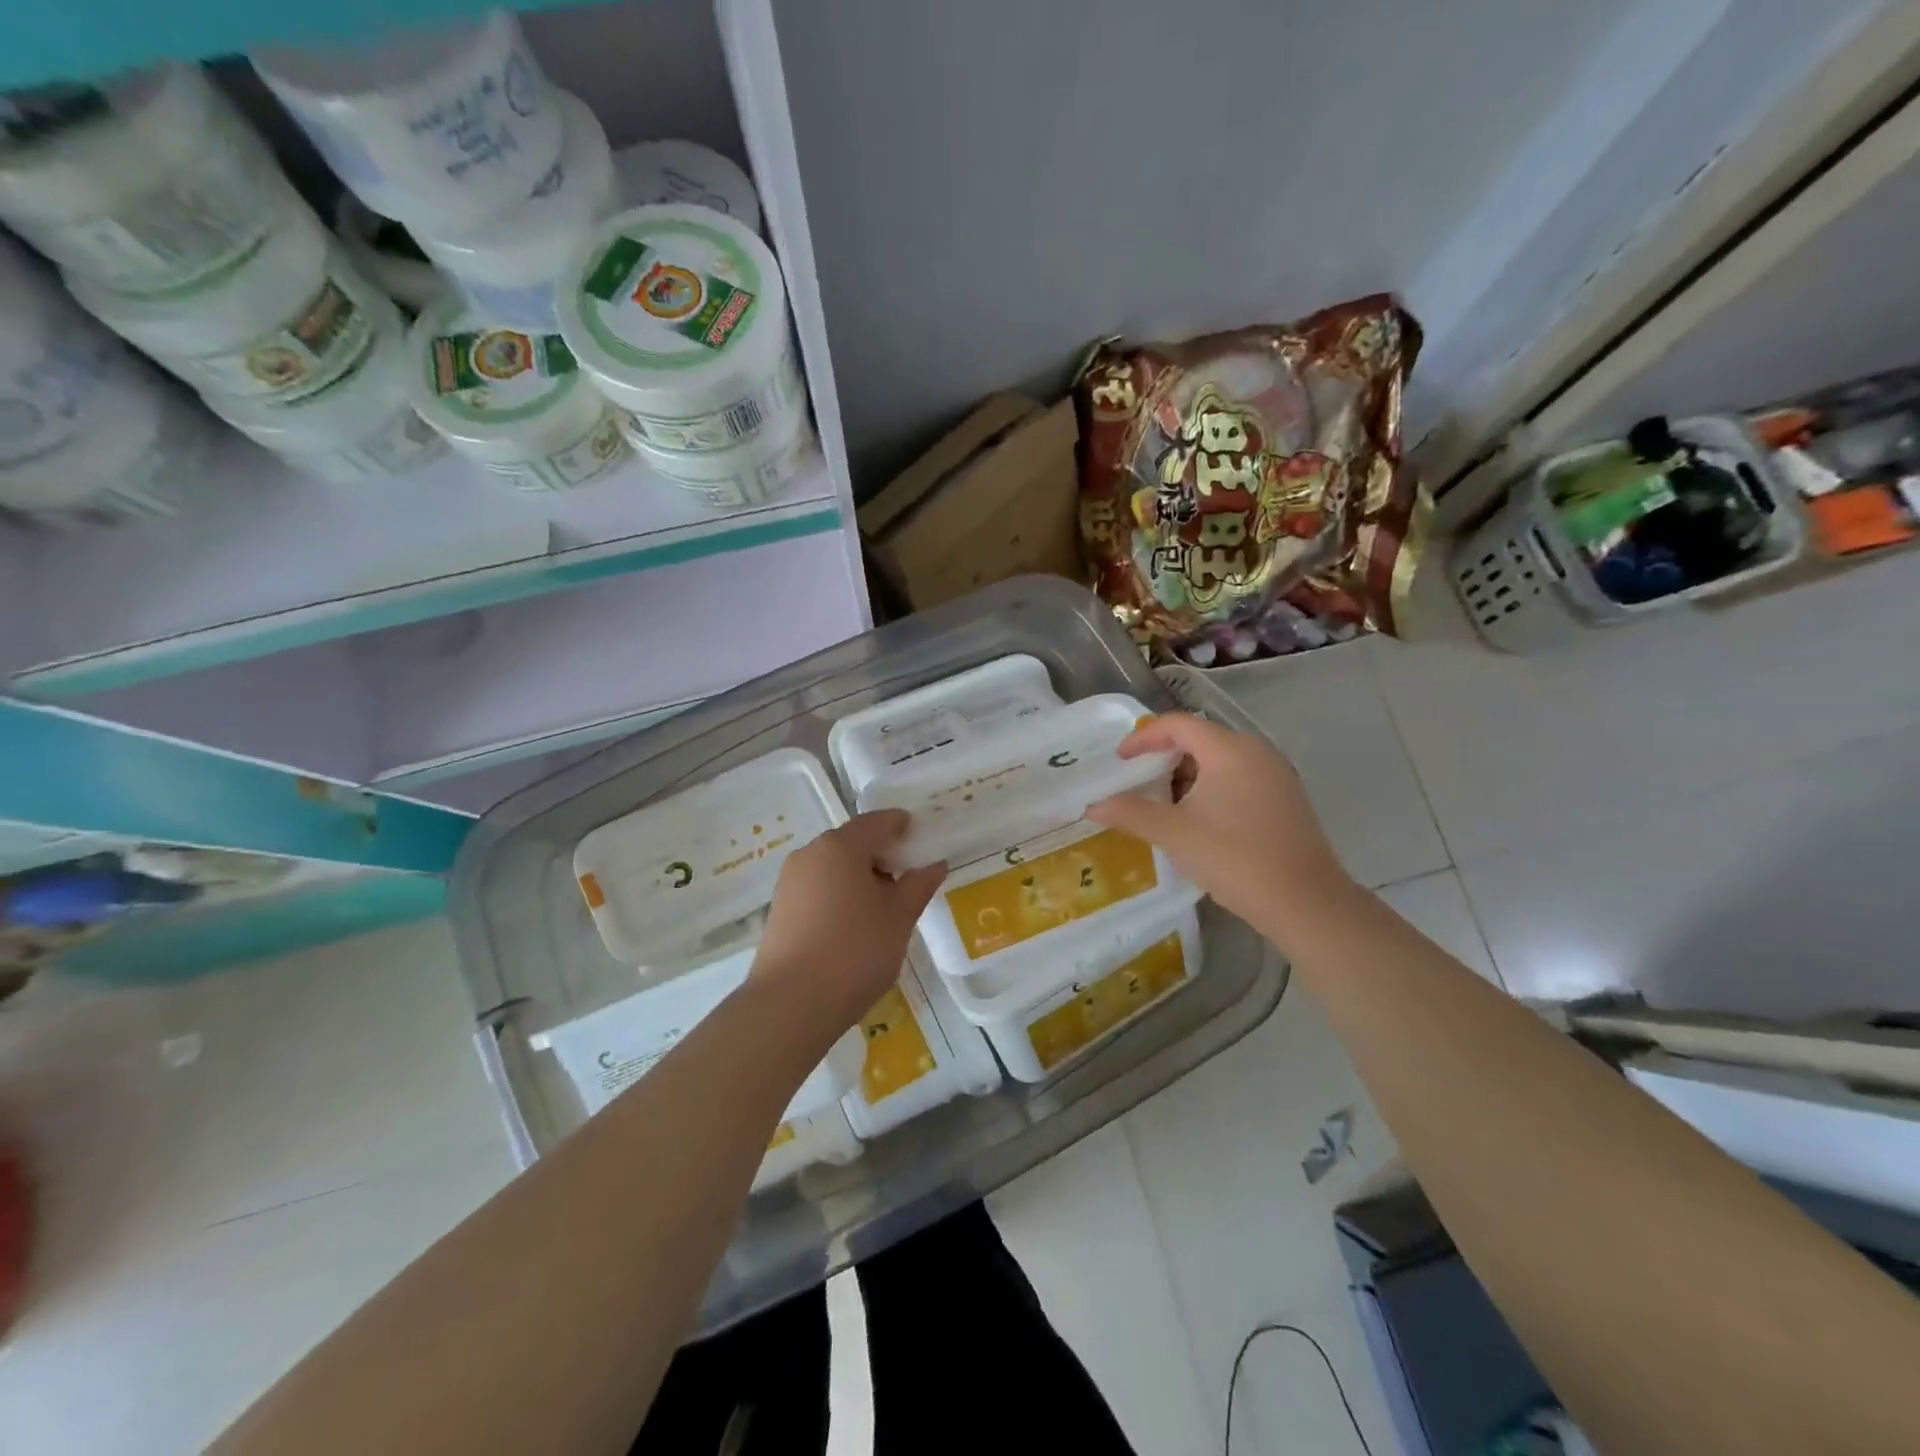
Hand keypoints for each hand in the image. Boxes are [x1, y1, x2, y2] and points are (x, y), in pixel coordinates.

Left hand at [751, 810, 946, 1035]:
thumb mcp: (899, 917)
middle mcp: (810, 855)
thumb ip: (919, 884)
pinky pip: (818, 888)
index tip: (920, 835)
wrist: (791, 1004)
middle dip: (881, 854)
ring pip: (833, 867)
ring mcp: (790, 882)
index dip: (901, 825)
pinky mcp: (780, 910)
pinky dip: (840, 894)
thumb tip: (935, 863)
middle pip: (852, 842)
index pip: (876, 821)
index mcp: (840, 846)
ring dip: (860, 876)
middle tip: (909, 876)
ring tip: (885, 906)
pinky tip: (855, 924)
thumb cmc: (855, 951)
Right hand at [1087, 713, 1352, 942]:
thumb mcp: (1175, 834)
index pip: (1178, 724)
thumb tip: (1092, 806)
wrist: (1305, 902)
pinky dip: (1211, 787)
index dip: (1143, 737)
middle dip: (1164, 757)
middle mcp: (1256, 751)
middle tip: (1137, 782)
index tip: (1120, 760)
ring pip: (1220, 760)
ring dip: (1187, 775)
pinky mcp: (1285, 798)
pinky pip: (1238, 777)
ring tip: (1163, 804)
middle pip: (1200, 739)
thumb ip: (1130, 813)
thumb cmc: (1235, 858)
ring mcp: (1275, 774)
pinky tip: (1198, 819)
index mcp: (1229, 750)